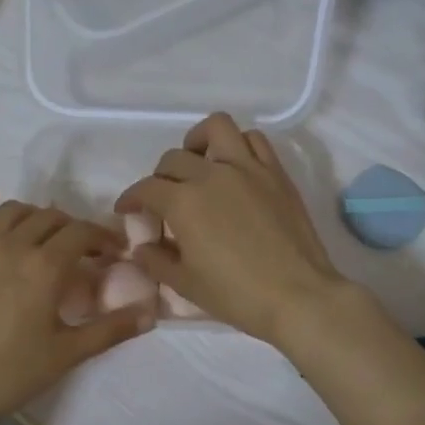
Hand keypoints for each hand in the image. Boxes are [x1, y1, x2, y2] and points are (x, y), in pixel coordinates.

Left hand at [0, 188, 153, 424]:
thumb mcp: (67, 354)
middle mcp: (10, 247)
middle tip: (81, 249)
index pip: (81, 233)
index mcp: (43, 267)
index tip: (112, 251)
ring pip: (10, 213)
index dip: (102, 237)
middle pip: (48, 219)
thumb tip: (152, 312)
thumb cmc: (10, 376)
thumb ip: (111, 329)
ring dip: (35, 215)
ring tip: (45, 232)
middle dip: (72, 228)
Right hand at [115, 114, 348, 346]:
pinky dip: (238, 145)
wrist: (298, 296)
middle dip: (159, 176)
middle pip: (174, 159)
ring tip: (197, 162)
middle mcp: (212, 175)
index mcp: (184, 203)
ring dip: (198, 141)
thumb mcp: (185, 284)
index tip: (127, 209)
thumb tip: (142, 248)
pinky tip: (234, 167)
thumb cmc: (236, 295)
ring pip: (216, 128)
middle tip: (163, 199)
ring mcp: (248, 168)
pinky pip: (254, 140)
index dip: (131, 198)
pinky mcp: (276, 173)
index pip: (146, 188)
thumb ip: (156, 260)